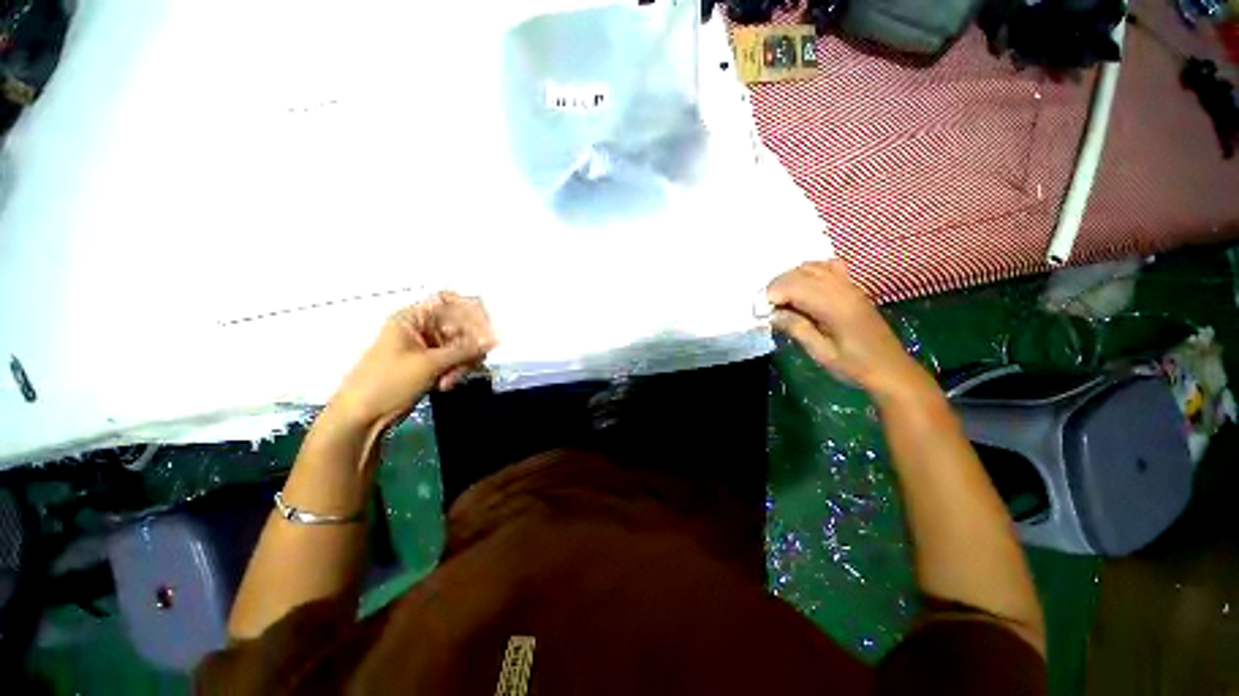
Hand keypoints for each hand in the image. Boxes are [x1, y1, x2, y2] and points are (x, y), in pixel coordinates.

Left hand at [329, 292, 495, 431]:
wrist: (362, 418)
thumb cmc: (389, 382)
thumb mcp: (430, 364)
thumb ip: (465, 349)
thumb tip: (494, 339)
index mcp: (413, 318)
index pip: (449, 302)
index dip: (470, 312)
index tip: (487, 330)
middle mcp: (421, 328)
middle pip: (460, 326)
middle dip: (467, 347)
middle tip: (472, 363)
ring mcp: (426, 347)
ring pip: (460, 346)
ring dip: (461, 364)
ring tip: (449, 381)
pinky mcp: (429, 365)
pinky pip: (454, 361)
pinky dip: (455, 372)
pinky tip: (445, 386)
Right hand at [767, 260, 932, 402]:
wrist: (891, 369)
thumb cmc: (854, 366)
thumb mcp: (821, 353)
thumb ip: (796, 329)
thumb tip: (772, 314)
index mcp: (834, 305)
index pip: (793, 286)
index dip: (771, 296)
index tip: (761, 314)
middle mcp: (841, 288)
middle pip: (799, 273)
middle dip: (777, 287)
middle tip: (767, 309)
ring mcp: (849, 285)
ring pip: (811, 267)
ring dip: (791, 279)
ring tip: (782, 300)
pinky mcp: (852, 288)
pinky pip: (827, 267)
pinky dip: (809, 272)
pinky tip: (803, 288)